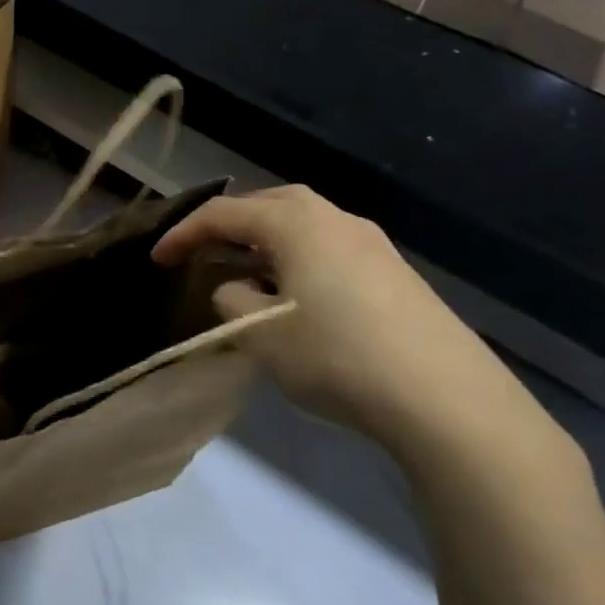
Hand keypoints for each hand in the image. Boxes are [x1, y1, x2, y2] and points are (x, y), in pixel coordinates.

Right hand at [154, 186, 539, 467]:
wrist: (447, 399)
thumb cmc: (337, 357)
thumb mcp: (261, 335)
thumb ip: (231, 302)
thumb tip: (235, 289)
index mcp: (296, 223)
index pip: (223, 215)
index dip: (184, 234)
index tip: (157, 259)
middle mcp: (335, 219)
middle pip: (267, 205)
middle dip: (228, 225)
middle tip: (202, 252)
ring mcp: (372, 243)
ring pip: (302, 226)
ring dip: (265, 242)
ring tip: (244, 274)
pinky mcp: (394, 272)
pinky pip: (329, 248)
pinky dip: (297, 259)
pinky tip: (295, 296)